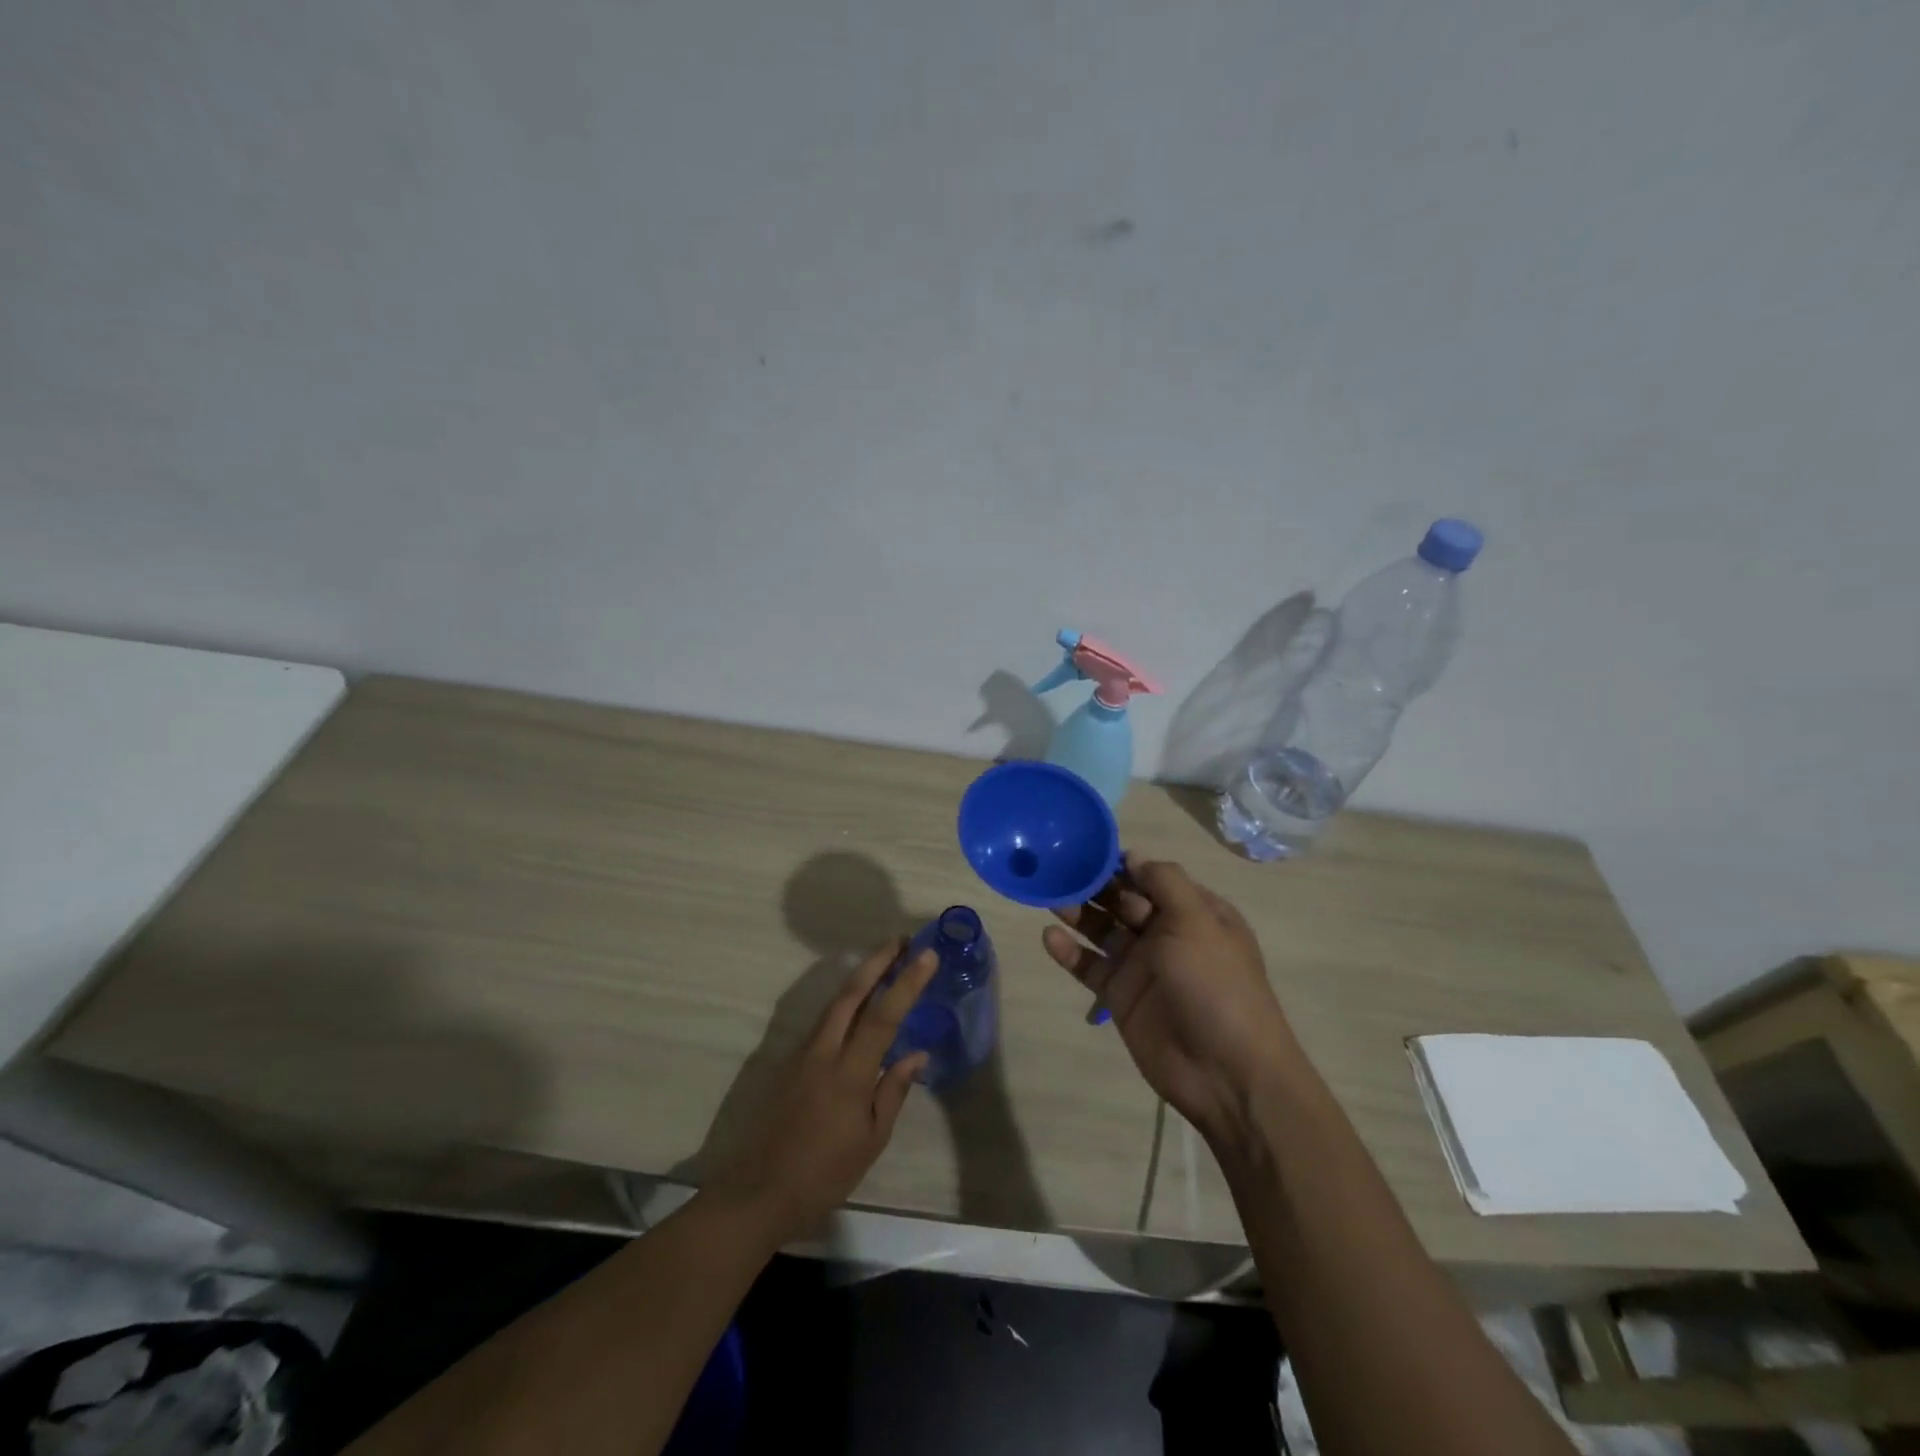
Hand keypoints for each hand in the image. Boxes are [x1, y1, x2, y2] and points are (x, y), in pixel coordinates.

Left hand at [713, 941, 938, 1239]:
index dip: (907, 982)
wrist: (758, 1191)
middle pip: (851, 994)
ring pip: (834, 1003)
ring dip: (860, 977)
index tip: (927, 954)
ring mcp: (802, 1053)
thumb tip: (916, 1054)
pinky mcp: (789, 1061)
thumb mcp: (870, 1141)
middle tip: (901, 939)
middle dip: (877, 961)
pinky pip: (823, 1020)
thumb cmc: (823, 1174)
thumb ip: (892, 1091)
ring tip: (883, 961)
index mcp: (848, 1072)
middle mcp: (823, 1052)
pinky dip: (844, 1001)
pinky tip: (855, 1003)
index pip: (884, 1016)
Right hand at [1043, 855, 1295, 1142]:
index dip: (1121, 863)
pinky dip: (1069, 952)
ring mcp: (1142, 966)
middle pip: (1123, 900)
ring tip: (1048, 896)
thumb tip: (1132, 855)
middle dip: (1093, 884)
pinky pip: (1090, 967)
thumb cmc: (1216, 984)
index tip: (1086, 848)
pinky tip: (1048, 936)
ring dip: (1078, 913)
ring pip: (1102, 930)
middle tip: (1057, 868)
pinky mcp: (1120, 996)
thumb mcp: (1197, 921)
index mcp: (1194, 912)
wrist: (1226, 1072)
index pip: (1151, 877)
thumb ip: (1163, 882)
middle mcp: (1167, 934)